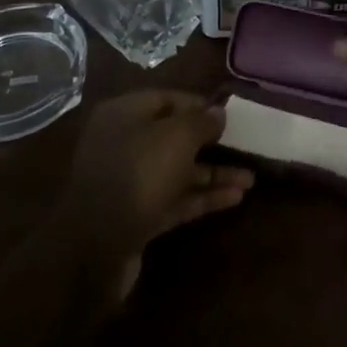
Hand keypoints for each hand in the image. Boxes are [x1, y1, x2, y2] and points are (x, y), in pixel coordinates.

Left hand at [57, 91, 252, 298]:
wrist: (96, 247)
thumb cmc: (139, 173)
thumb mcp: (177, 137)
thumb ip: (201, 122)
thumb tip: (219, 112)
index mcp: (124, 114)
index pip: (167, 99)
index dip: (199, 105)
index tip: (229, 114)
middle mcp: (124, 143)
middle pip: (173, 136)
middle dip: (210, 143)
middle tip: (243, 146)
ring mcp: (129, 182)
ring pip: (178, 171)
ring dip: (213, 174)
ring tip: (250, 179)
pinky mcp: (137, 216)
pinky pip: (175, 199)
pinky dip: (202, 197)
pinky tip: (235, 199)